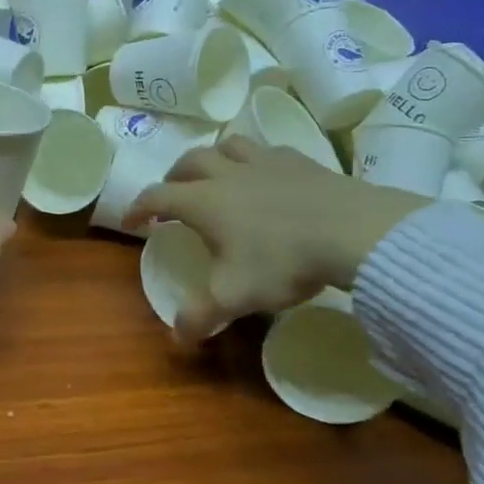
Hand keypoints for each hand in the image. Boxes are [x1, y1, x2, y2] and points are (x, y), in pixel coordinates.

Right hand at [122, 136, 428, 342]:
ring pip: (227, 146)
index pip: (157, 196)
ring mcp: (266, 162)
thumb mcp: (235, 296)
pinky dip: (254, 160)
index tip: (130, 222)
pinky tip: (265, 176)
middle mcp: (228, 174)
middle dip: (173, 177)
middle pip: (189, 161)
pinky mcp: (300, 160)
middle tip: (172, 195)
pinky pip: (267, 150)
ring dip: (213, 158)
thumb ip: (201, 316)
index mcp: (204, 201)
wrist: (352, 231)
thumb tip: (177, 337)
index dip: (138, 207)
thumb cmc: (282, 261)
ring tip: (215, 175)